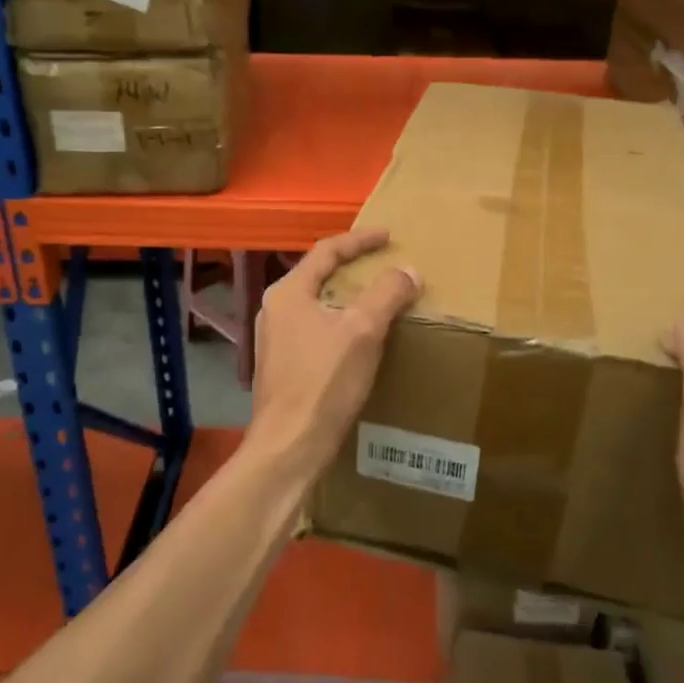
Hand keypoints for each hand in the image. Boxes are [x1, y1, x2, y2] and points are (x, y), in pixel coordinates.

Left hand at [246, 229, 422, 479]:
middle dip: (353, 268)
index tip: (388, 236)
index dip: (360, 240)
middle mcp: (275, 310)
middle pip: (319, 275)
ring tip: (377, 299)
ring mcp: (276, 340)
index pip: (327, 251)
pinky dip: (341, 323)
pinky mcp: (283, 366)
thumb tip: (408, 271)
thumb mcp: (362, 331)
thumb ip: (386, 294)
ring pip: (318, 305)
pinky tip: (360, 338)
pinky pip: (317, 329)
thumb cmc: (323, 382)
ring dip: (348, 297)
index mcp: (288, 293)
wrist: (289, 446)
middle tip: (384, 265)